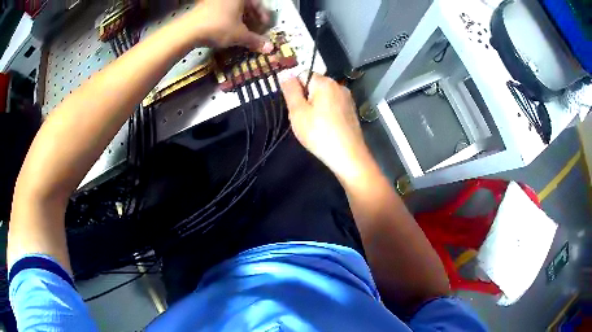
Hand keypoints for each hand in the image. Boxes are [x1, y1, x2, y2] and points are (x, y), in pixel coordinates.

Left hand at [187, 0, 272, 52]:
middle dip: (252, 19)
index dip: (263, 17)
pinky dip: (228, 20)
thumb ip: (255, 40)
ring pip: (233, 9)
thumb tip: (270, 49)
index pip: (258, 4)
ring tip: (242, 32)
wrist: (188, 31)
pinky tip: (227, 30)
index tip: (265, 28)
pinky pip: (222, 12)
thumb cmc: (219, 27)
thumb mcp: (240, 35)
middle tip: (254, 31)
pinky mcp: (204, 7)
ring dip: (240, 20)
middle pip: (245, 6)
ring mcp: (215, 1)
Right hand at [281, 74, 373, 180]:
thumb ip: (290, 90)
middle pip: (313, 85)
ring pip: (323, 96)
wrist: (348, 156)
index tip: (294, 107)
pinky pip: (333, 105)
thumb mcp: (298, 112)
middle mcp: (338, 85)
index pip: (302, 74)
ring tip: (314, 125)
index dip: (294, 89)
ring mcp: (347, 98)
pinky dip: (326, 113)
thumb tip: (285, 72)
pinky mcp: (351, 110)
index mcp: (325, 82)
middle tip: (302, 119)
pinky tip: (325, 127)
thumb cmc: (319, 133)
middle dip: (305, 98)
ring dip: (315, 106)